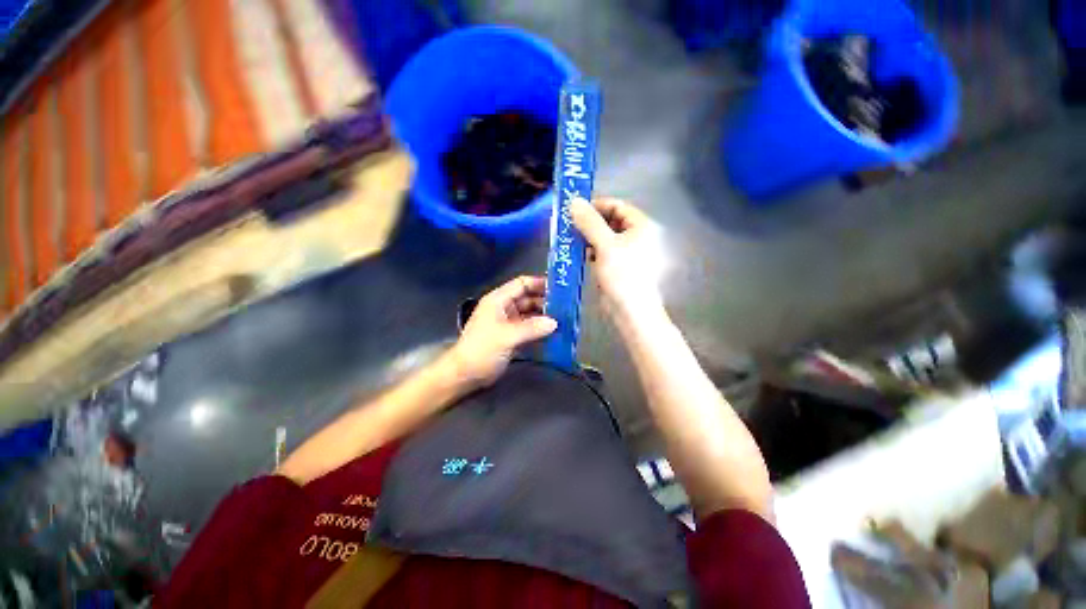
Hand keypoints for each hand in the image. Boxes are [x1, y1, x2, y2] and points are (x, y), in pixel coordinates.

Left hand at [448, 276, 557, 388]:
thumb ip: (531, 328)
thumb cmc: (482, 349)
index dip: (539, 283)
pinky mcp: (512, 337)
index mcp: (499, 300)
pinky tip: (555, 333)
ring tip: (565, 320)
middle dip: (546, 301)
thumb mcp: (506, 336)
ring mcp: (509, 323)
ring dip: (545, 317)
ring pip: (531, 314)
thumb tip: (555, 322)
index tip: (560, 288)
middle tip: (567, 307)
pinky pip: (530, 329)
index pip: (522, 284)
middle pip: (529, 299)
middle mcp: (505, 308)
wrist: (465, 374)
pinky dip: (541, 330)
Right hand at [571, 197, 664, 317]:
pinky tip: (581, 255)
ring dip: (590, 237)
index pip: (618, 206)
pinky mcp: (621, 267)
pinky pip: (605, 252)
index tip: (576, 210)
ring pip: (607, 238)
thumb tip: (574, 201)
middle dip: (591, 223)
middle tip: (570, 226)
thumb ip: (590, 222)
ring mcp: (630, 253)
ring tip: (572, 240)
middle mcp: (639, 237)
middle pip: (612, 222)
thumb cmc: (622, 275)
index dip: (597, 205)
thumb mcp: (605, 245)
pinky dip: (593, 251)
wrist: (631, 312)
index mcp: (642, 227)